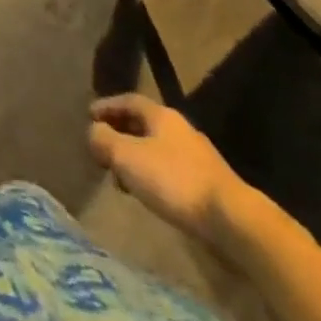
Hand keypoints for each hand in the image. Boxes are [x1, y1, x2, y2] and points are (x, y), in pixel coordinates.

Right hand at [88, 94, 246, 240]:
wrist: (231, 219)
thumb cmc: (174, 180)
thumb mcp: (127, 157)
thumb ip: (104, 140)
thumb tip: (93, 132)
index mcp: (161, 116)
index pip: (128, 101)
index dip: (107, 106)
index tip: (89, 115)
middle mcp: (180, 129)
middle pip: (143, 123)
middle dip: (120, 133)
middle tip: (102, 147)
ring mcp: (197, 156)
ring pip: (157, 148)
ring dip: (136, 156)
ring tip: (121, 176)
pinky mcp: (207, 183)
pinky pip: (170, 169)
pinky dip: (152, 174)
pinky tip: (148, 192)